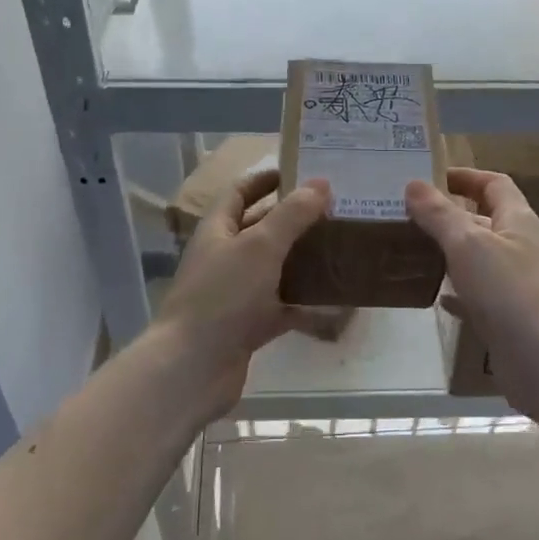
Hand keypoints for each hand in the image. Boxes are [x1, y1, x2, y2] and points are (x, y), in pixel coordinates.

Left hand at [153, 168, 329, 422]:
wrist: (193, 368)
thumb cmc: (223, 297)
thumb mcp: (260, 246)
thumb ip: (291, 215)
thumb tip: (321, 184)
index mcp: (218, 230)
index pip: (241, 192)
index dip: (267, 179)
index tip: (303, 171)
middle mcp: (226, 257)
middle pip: (262, 229)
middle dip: (296, 218)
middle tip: (338, 210)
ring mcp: (237, 293)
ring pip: (277, 268)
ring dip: (306, 259)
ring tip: (345, 247)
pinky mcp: (250, 325)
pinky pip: (284, 306)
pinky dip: (309, 304)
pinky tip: (340, 300)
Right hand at [406, 168, 538, 411]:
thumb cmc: (508, 291)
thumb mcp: (468, 245)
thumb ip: (439, 215)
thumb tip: (413, 184)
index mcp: (518, 220)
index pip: (494, 184)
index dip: (466, 176)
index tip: (432, 176)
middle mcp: (520, 247)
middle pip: (484, 220)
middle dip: (450, 214)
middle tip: (410, 214)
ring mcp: (515, 284)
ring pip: (478, 258)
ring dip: (450, 251)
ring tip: (412, 248)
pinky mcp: (507, 316)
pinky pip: (477, 294)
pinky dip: (457, 291)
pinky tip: (436, 295)